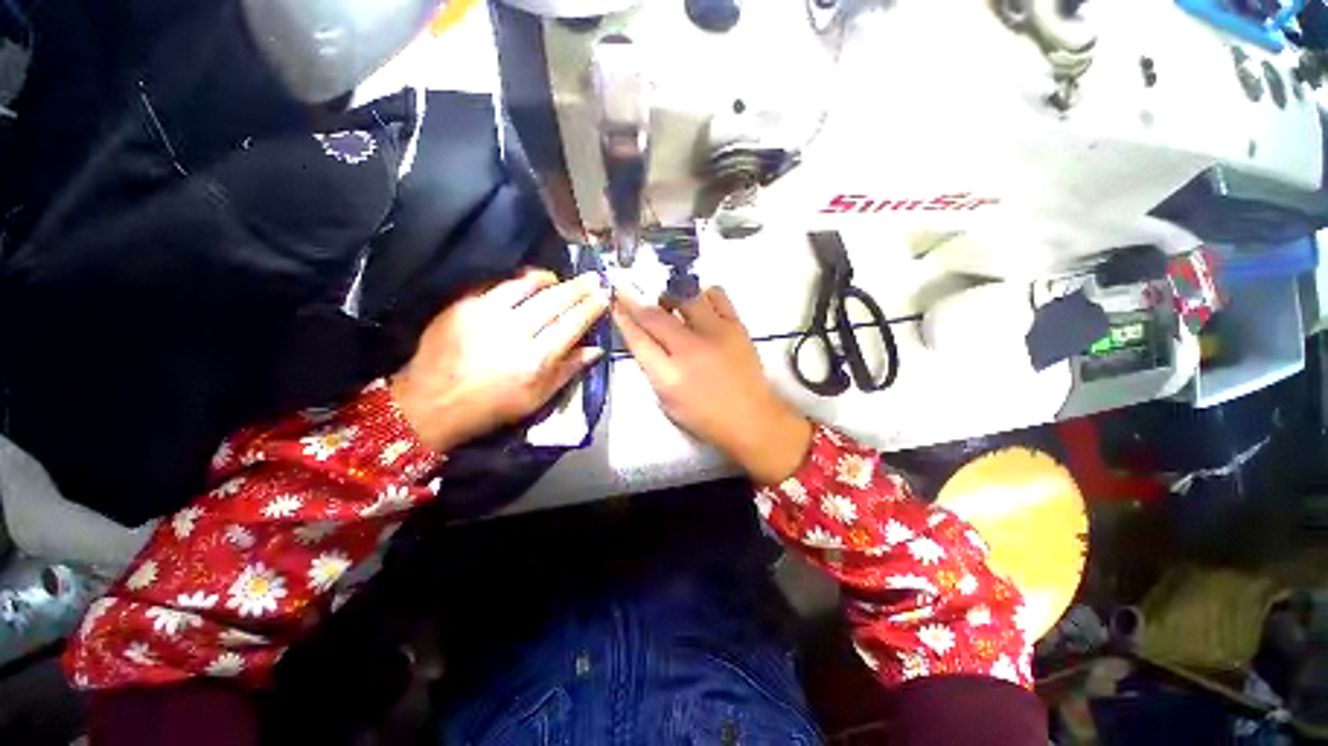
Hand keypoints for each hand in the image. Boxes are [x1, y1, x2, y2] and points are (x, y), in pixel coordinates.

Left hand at [391, 269, 609, 450]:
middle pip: (554, 301)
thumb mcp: (537, 399)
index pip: (572, 324)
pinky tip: (528, 282)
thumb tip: (595, 349)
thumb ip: (568, 371)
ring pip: (527, 285)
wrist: (431, 403)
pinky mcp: (464, 305)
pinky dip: (518, 281)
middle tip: (593, 278)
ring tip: (560, 278)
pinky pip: (498, 284)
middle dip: (578, 287)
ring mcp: (486, 314)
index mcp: (535, 360)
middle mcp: (514, 332)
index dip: (591, 308)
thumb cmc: (491, 407)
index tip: (603, 296)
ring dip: (549, 278)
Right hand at [612, 287, 812, 483]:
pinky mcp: (736, 326)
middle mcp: (689, 349)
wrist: (751, 418)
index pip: (637, 339)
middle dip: (636, 300)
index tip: (615, 302)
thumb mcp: (667, 402)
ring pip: (685, 297)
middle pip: (655, 316)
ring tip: (669, 301)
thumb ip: (653, 370)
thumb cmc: (705, 417)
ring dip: (670, 295)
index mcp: (668, 376)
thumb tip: (644, 340)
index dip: (622, 318)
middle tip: (629, 290)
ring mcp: (715, 333)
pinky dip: (703, 295)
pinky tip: (700, 304)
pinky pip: (717, 295)